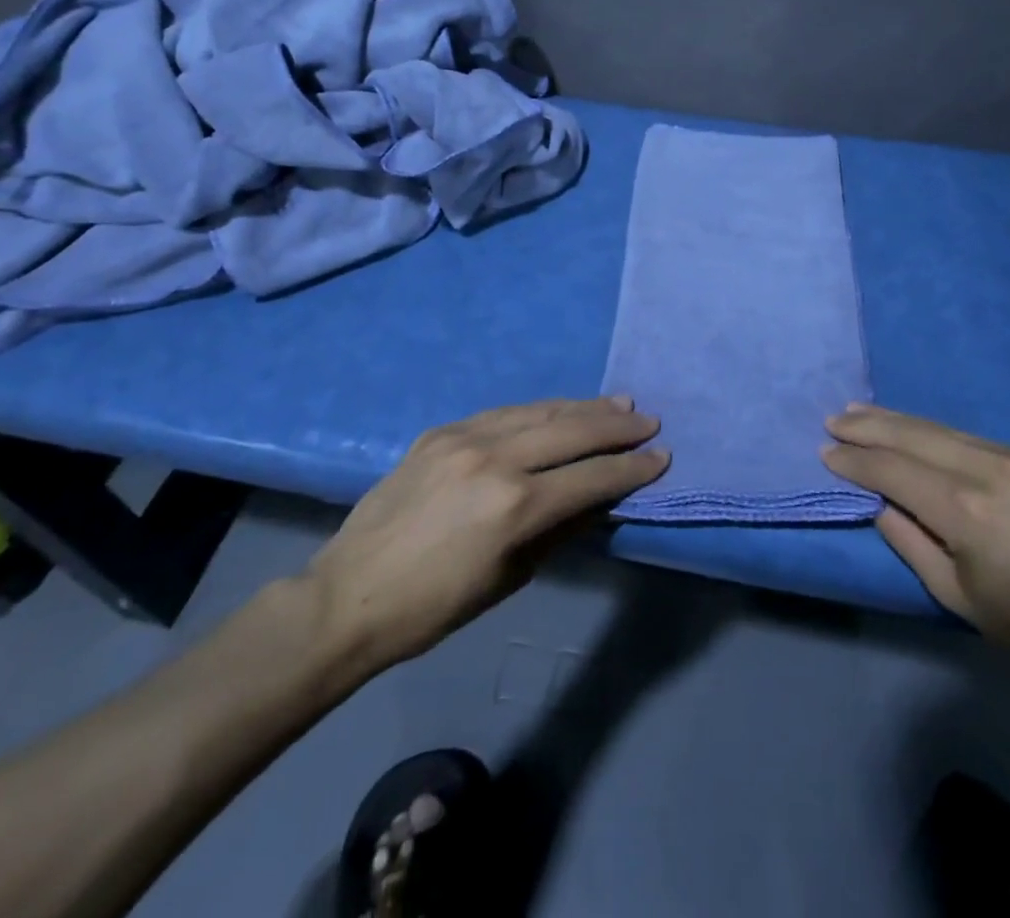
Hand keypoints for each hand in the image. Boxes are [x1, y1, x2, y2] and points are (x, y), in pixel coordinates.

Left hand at [299, 397, 666, 683]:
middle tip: (648, 420)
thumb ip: (559, 530)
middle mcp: (495, 458)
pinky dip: (539, 410)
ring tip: (618, 402)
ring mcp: (465, 437)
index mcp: (514, 506)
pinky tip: (559, 409)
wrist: (348, 594)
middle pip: (571, 431)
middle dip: (616, 426)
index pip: (591, 476)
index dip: (631, 468)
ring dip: (583, 407)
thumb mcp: (509, 577)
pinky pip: (504, 412)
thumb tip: (599, 500)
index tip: (661, 457)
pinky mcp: (442, 431)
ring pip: (540, 411)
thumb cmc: (434, 607)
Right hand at [822, 405, 1009, 678]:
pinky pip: (968, 437)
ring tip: (860, 413)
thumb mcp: (956, 595)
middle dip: (869, 427)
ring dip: (896, 420)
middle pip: (914, 436)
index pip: (894, 471)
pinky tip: (912, 429)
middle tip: (833, 420)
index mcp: (966, 510)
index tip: (826, 454)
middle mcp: (988, 469)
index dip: (856, 461)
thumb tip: (879, 503)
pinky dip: (932, 431)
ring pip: (940, 428)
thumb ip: (909, 541)